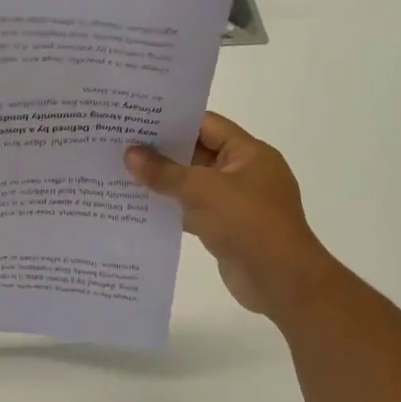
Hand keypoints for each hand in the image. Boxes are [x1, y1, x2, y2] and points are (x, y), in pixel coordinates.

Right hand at [125, 112, 335, 321]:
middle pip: (197, 153)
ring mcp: (234, 203)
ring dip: (162, 182)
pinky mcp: (224, 228)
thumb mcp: (204, 191)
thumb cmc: (249, 224)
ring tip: (120, 173)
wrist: (281, 283)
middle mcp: (243, 173)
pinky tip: (136, 207)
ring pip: (192, 184)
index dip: (173, 120)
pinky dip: (169, 209)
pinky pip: (191, 211)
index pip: (207, 125)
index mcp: (249, 154)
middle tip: (119, 144)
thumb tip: (130, 154)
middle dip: (161, 152)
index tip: (136, 119)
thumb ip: (165, 172)